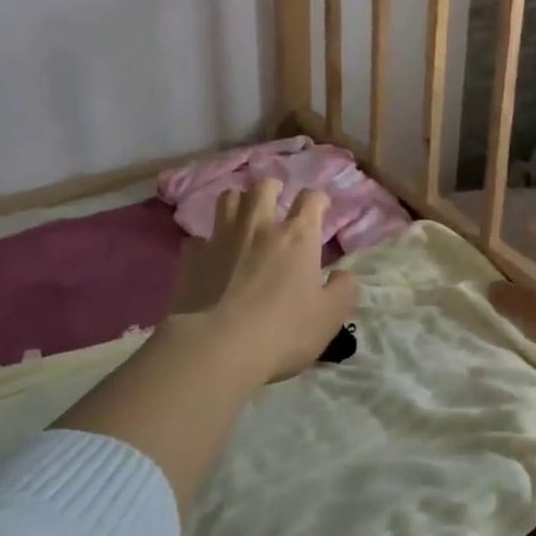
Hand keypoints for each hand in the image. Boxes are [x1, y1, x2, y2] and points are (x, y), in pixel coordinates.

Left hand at [165, 181, 357, 384]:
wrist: (217, 348)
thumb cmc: (282, 332)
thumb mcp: (329, 318)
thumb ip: (343, 291)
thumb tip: (343, 275)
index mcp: (297, 237)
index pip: (310, 199)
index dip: (317, 199)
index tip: (319, 208)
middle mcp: (259, 226)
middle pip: (264, 187)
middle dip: (272, 189)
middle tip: (276, 202)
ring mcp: (221, 238)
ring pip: (228, 199)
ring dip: (239, 202)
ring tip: (242, 216)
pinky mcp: (192, 257)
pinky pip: (198, 238)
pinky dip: (207, 243)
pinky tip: (210, 258)